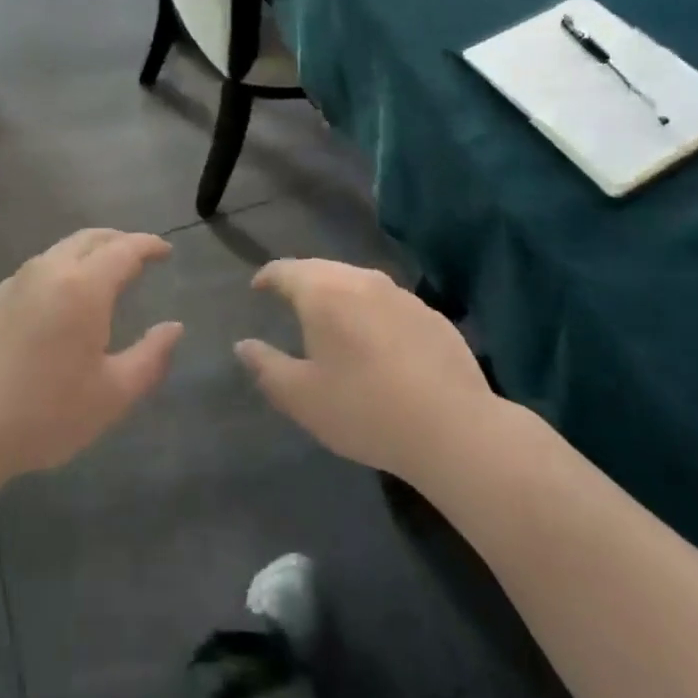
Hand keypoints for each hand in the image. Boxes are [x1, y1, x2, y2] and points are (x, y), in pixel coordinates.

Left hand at [0, 229, 180, 489]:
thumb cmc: (43, 415)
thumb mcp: (111, 396)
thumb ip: (150, 357)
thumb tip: (174, 328)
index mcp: (83, 286)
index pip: (124, 249)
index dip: (148, 245)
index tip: (165, 251)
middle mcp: (46, 272)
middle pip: (88, 239)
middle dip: (118, 240)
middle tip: (137, 254)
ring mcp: (9, 285)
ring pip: (56, 254)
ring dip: (84, 257)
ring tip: (99, 279)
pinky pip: (30, 277)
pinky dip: (54, 278)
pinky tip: (53, 310)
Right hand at [236, 260, 495, 482]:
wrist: (453, 428)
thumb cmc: (364, 409)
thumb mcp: (301, 397)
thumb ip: (266, 366)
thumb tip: (243, 345)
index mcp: (323, 292)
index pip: (285, 270)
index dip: (267, 276)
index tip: (258, 288)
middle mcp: (361, 280)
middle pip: (323, 270)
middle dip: (302, 282)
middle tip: (290, 301)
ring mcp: (401, 295)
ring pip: (358, 283)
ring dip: (339, 295)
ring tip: (332, 320)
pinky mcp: (432, 315)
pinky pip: (389, 303)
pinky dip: (372, 313)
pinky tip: (377, 342)